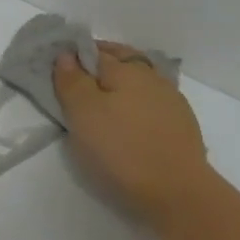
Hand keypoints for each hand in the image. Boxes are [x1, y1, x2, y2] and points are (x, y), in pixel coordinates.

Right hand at [54, 43, 209, 222]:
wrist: (177, 190)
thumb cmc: (121, 148)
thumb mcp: (83, 114)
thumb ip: (72, 81)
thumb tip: (66, 54)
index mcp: (126, 69)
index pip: (94, 50)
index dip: (74, 54)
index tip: (58, 67)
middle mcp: (151, 76)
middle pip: (121, 59)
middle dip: (99, 62)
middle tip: (78, 79)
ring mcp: (171, 99)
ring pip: (139, 79)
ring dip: (120, 82)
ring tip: (102, 100)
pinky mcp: (181, 123)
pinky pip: (151, 100)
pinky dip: (136, 101)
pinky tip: (129, 118)